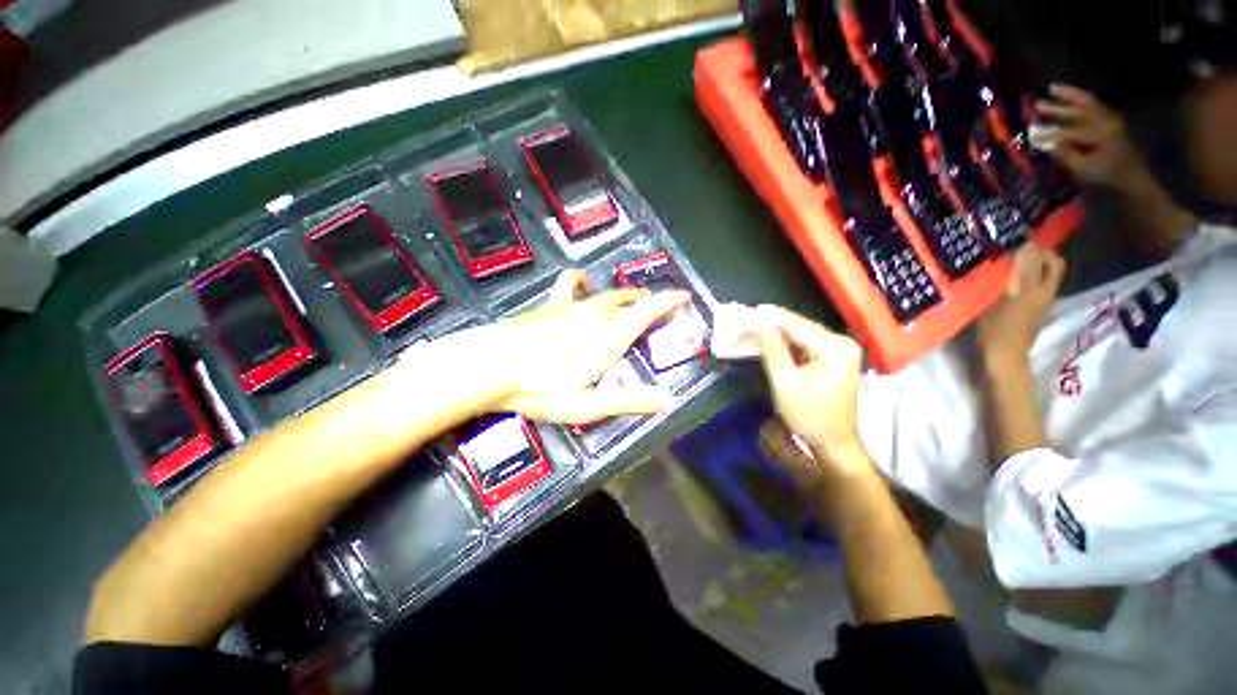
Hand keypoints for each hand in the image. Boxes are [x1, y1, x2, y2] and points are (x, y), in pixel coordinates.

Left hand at [494, 270, 685, 423]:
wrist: (491, 366)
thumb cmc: (542, 388)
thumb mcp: (588, 404)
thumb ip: (629, 401)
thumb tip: (668, 402)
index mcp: (609, 335)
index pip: (647, 311)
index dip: (668, 301)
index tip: (683, 296)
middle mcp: (594, 313)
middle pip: (628, 299)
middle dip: (646, 300)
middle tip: (655, 306)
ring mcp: (570, 305)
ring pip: (604, 291)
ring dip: (620, 293)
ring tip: (626, 298)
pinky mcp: (549, 304)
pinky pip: (571, 284)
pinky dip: (582, 283)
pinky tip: (580, 286)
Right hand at [756, 305, 868, 476]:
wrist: (833, 443)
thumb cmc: (809, 416)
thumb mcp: (785, 382)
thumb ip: (773, 350)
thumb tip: (762, 324)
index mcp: (835, 348)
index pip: (798, 326)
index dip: (772, 317)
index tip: (751, 309)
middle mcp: (841, 344)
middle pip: (801, 328)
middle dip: (773, 324)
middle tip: (748, 318)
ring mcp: (839, 351)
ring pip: (801, 336)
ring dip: (777, 333)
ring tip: (753, 326)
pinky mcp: (833, 359)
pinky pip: (805, 346)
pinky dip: (786, 344)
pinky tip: (768, 340)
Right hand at [976, 244, 1064, 360]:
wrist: (1000, 359)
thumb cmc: (1003, 327)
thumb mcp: (1011, 294)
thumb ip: (1022, 269)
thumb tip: (1027, 242)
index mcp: (1043, 288)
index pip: (1049, 258)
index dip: (1036, 246)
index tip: (1014, 238)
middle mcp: (1043, 294)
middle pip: (1044, 269)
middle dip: (1031, 257)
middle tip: (1008, 251)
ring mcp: (1032, 307)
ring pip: (1031, 280)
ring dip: (1019, 270)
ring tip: (997, 265)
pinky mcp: (1020, 316)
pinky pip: (1021, 292)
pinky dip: (1012, 284)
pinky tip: (995, 285)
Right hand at [1035, 85, 1146, 191]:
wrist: (1134, 182)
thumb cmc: (1106, 178)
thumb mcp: (1083, 170)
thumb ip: (1064, 154)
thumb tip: (1042, 143)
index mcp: (1097, 133)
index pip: (1067, 129)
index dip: (1047, 130)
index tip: (1030, 129)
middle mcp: (1104, 122)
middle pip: (1079, 110)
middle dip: (1058, 107)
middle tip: (1037, 103)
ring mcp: (1110, 122)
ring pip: (1088, 105)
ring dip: (1071, 98)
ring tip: (1055, 91)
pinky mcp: (1112, 125)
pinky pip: (1095, 108)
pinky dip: (1083, 102)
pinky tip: (1074, 100)